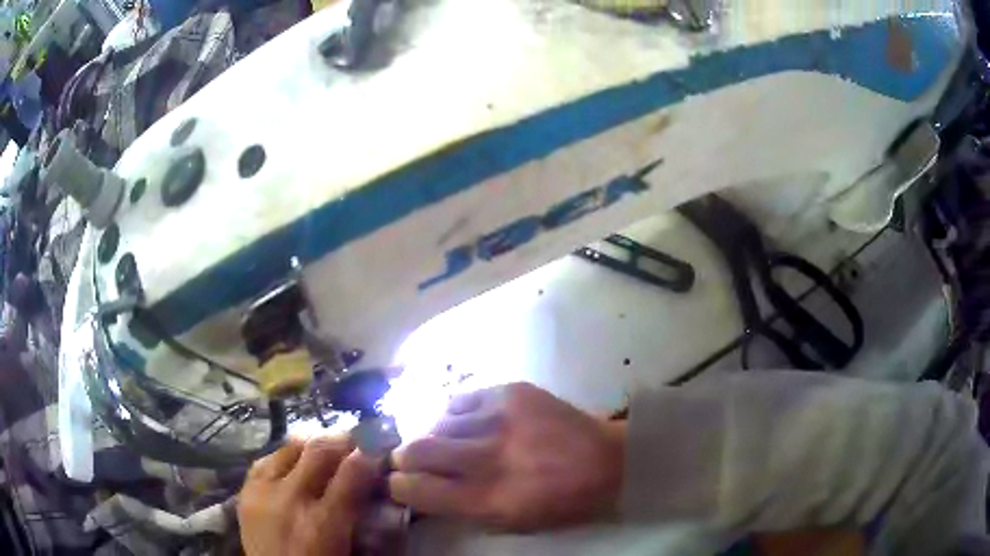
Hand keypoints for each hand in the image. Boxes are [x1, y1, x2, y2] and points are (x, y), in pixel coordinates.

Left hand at [238, 434, 378, 555]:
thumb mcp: (349, 549)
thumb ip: (360, 513)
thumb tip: (374, 478)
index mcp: (324, 524)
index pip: (352, 472)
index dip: (371, 452)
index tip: (381, 445)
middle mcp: (290, 499)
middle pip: (319, 449)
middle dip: (343, 439)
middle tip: (357, 441)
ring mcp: (262, 491)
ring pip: (291, 445)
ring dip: (314, 443)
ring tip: (326, 449)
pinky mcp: (245, 491)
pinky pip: (267, 458)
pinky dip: (286, 456)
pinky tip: (295, 465)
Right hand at [389, 382, 625, 531]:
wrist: (608, 460)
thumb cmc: (559, 502)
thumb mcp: (510, 522)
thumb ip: (460, 508)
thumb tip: (419, 489)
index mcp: (489, 499)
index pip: (417, 489)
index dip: (399, 485)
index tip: (398, 483)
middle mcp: (489, 457)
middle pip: (416, 449)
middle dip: (403, 456)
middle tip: (409, 459)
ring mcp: (500, 418)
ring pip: (436, 421)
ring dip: (432, 434)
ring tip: (447, 441)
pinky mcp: (511, 391)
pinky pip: (461, 399)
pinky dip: (455, 414)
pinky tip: (466, 423)